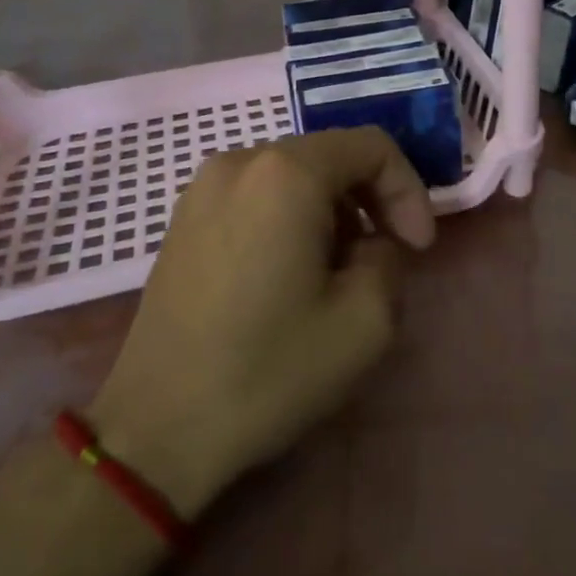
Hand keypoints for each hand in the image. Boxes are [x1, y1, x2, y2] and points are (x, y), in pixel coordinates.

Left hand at [88, 128, 435, 517]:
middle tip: (387, 257)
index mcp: (285, 174)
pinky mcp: (183, 220)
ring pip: (294, 177)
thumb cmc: (269, 370)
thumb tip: (370, 244)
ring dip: (333, 213)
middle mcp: (239, 162)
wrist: (158, 427)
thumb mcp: (367, 319)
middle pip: (331, 156)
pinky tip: (291, 275)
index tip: (417, 249)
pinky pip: (257, 197)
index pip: (372, 147)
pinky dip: (291, 219)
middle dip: (372, 201)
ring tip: (338, 273)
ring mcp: (201, 189)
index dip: (409, 191)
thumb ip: (389, 257)